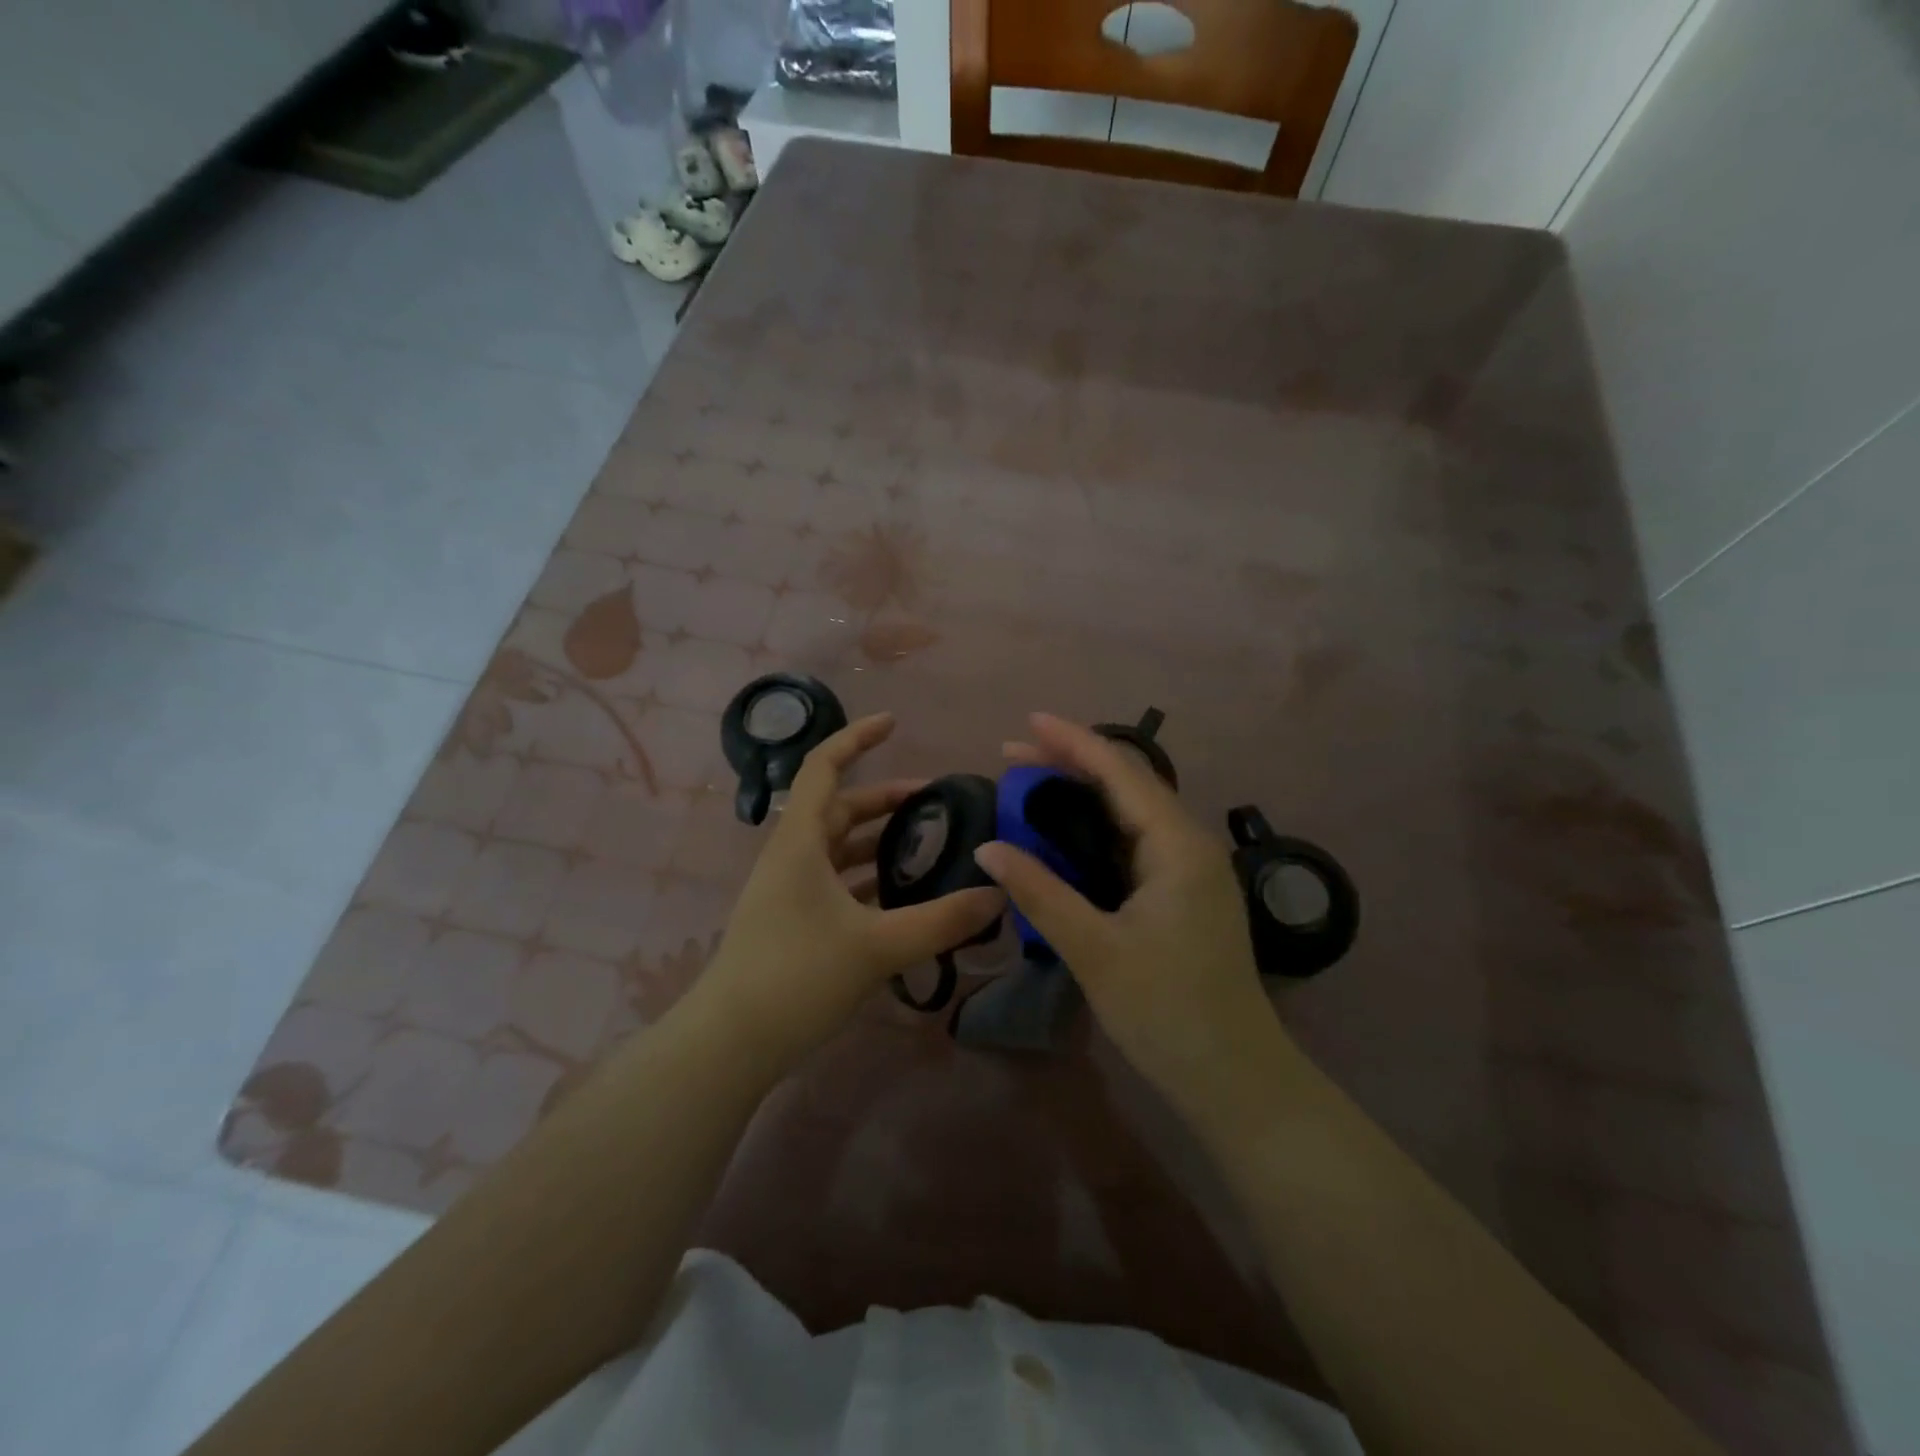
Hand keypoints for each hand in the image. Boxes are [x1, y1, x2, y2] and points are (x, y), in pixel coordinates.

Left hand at [699, 712, 1005, 1070]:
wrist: (731, 1044)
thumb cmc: (796, 977)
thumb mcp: (877, 946)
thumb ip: (941, 920)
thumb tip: (998, 894)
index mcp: (800, 842)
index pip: (824, 768)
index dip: (856, 738)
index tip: (894, 723)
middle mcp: (791, 856)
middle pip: (840, 809)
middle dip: (886, 800)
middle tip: (937, 803)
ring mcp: (788, 890)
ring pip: (839, 848)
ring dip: (879, 842)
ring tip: (928, 847)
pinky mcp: (792, 920)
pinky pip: (836, 881)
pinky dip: (868, 878)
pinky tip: (902, 896)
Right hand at [974, 713, 1290, 1115]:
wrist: (1236, 1079)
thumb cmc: (1167, 1012)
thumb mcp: (1094, 950)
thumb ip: (1040, 892)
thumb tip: (989, 848)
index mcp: (1178, 846)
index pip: (1122, 773)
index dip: (1073, 742)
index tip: (1028, 722)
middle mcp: (1190, 845)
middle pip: (1128, 784)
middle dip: (1071, 763)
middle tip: (1012, 756)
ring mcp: (1191, 870)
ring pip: (1132, 813)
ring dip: (1083, 795)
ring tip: (1031, 786)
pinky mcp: (1185, 894)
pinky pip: (1135, 842)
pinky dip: (1097, 828)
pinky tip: (1067, 835)